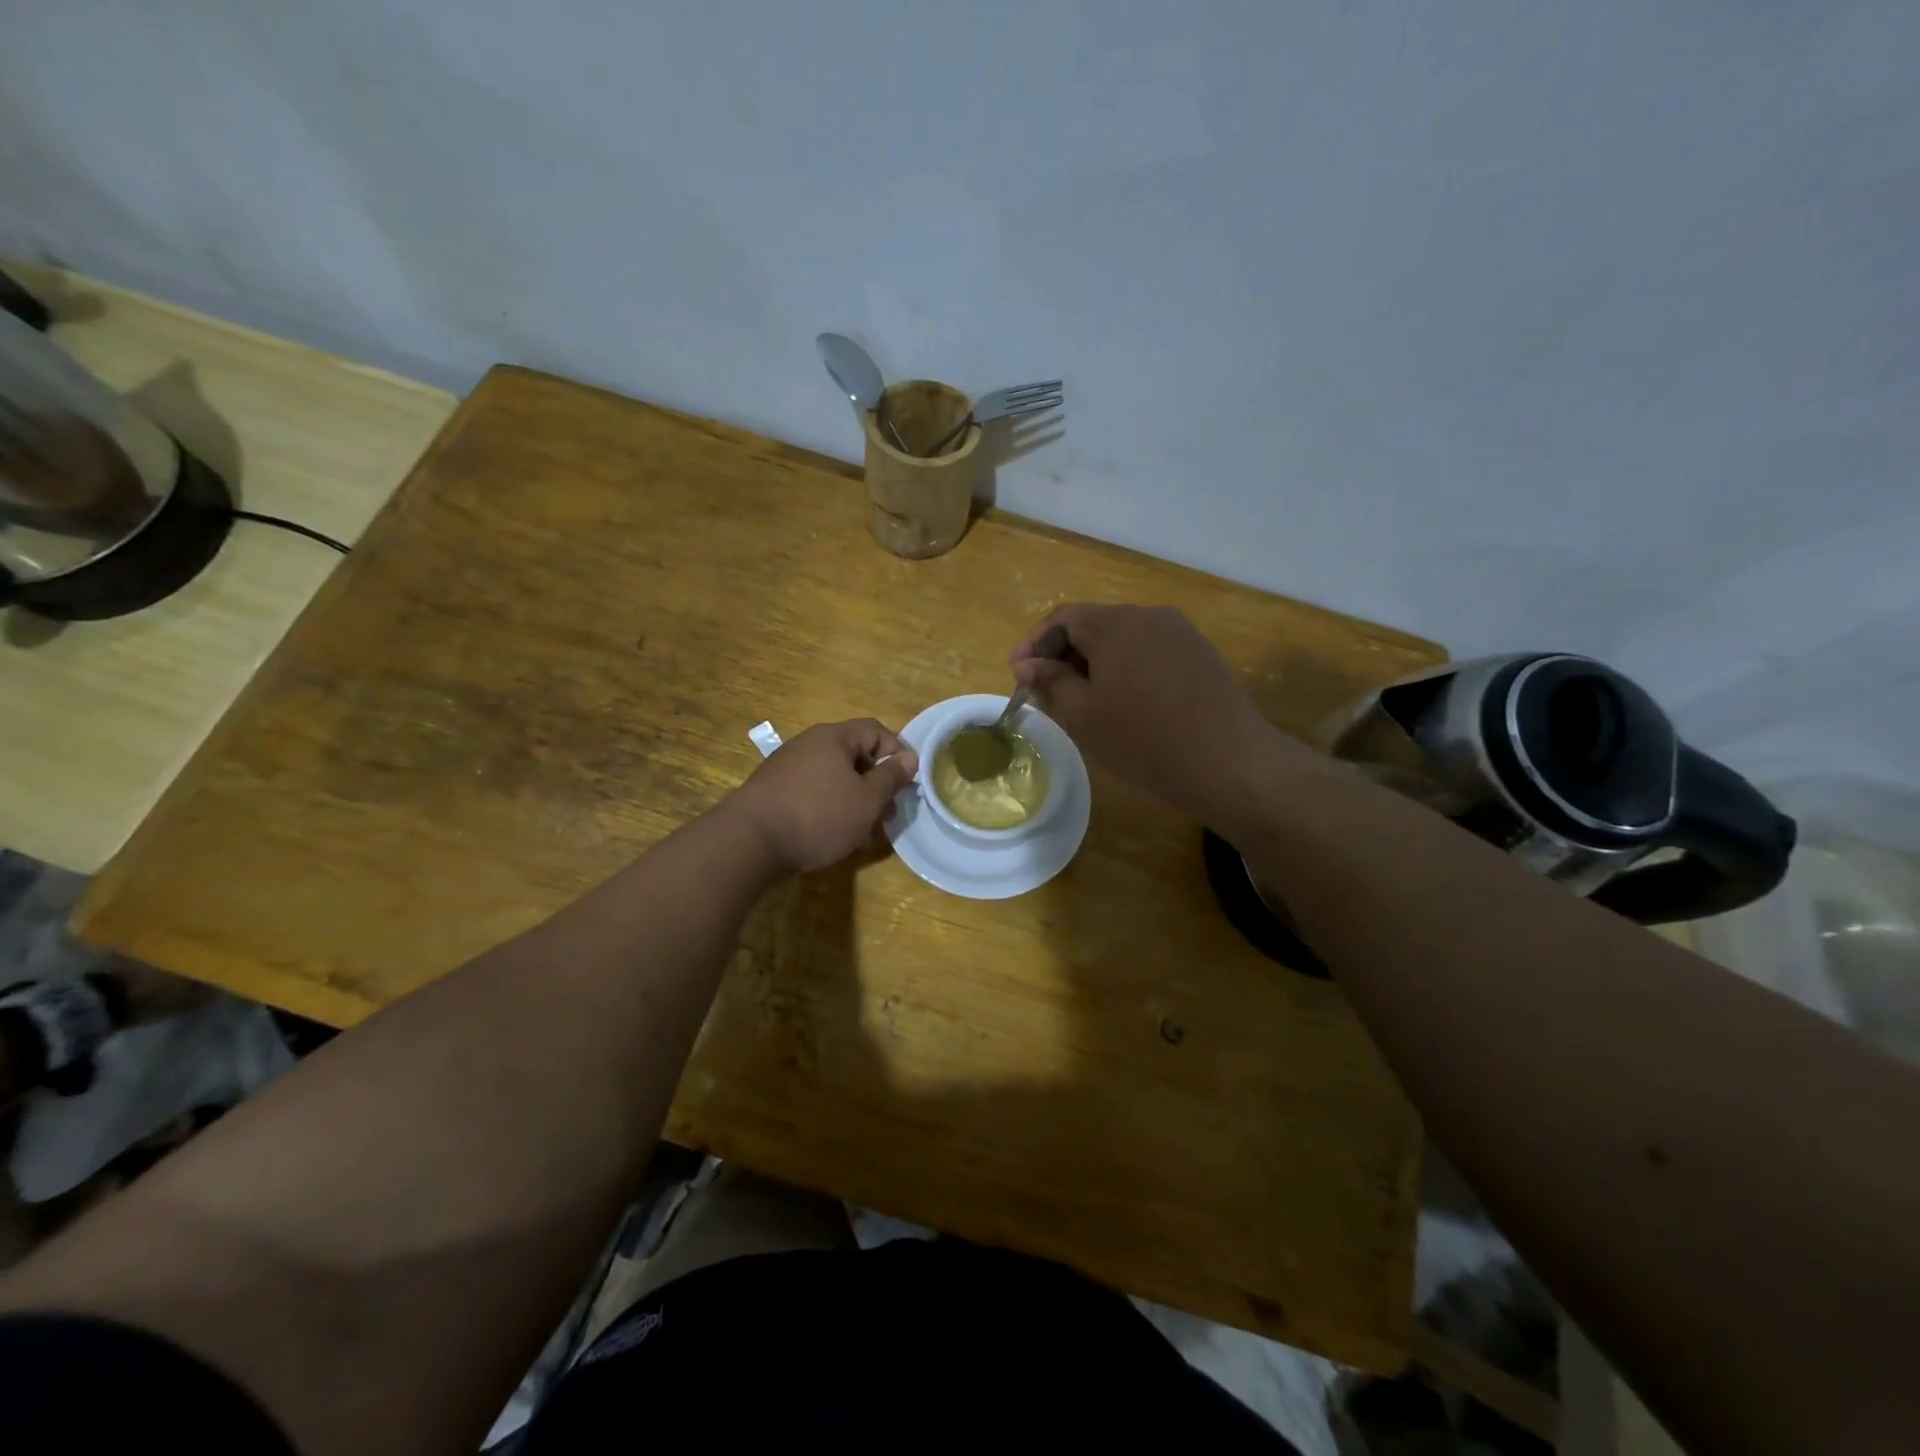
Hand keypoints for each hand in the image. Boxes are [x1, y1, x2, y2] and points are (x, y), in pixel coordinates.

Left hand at [730, 719, 918, 873]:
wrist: (750, 840)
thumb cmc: (818, 815)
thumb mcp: (867, 800)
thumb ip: (891, 777)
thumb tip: (909, 758)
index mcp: (834, 737)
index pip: (876, 730)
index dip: (897, 752)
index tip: (908, 782)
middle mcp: (809, 743)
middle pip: (853, 754)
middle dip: (876, 781)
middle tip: (888, 812)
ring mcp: (787, 766)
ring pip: (833, 776)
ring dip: (853, 797)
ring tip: (863, 829)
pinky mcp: (773, 790)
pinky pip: (812, 791)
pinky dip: (829, 806)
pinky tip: (832, 833)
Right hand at [1011, 604, 1308, 823]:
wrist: (1229, 763)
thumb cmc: (1143, 740)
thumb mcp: (1084, 715)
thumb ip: (1050, 681)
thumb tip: (1027, 664)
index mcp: (1116, 624)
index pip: (1062, 618)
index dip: (1034, 644)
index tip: (1017, 676)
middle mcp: (1150, 616)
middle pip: (1094, 625)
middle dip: (1063, 654)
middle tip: (1045, 692)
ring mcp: (1181, 634)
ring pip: (1123, 640)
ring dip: (1094, 664)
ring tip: (1082, 701)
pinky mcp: (1201, 656)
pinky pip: (1149, 652)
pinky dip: (1125, 670)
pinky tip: (1124, 703)